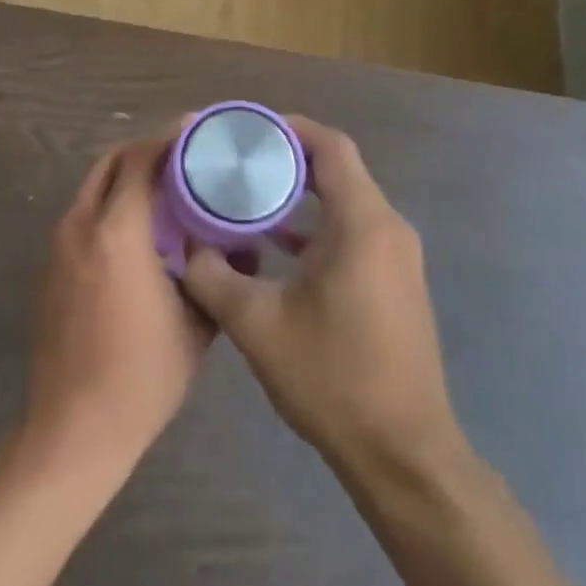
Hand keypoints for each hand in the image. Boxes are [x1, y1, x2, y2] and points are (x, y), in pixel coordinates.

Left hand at [27, 136, 213, 475]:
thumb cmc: (142, 376)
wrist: (74, 426)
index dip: (168, 138)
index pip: (140, 160)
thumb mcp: (195, 324)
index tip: (196, 129)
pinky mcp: (51, 266)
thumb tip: (241, 249)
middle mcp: (81, 225)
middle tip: (183, 156)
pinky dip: (110, 205)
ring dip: (126, 178)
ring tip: (166, 190)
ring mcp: (59, 245)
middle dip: (145, 151)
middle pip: (111, 163)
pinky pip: (83, 216)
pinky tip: (139, 230)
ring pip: (93, 188)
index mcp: (116, 231)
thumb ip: (215, 275)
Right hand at [181, 118, 463, 475]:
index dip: (287, 129)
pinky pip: (352, 231)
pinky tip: (274, 246)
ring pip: (344, 201)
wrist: (404, 456)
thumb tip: (181, 245)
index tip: (244, 132)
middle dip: (284, 160)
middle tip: (235, 161)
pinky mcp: (394, 282)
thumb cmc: (333, 379)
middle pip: (336, 169)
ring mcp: (397, 258)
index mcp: (363, 224)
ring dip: (298, 195)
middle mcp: (388, 229)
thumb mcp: (255, 323)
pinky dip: (314, 226)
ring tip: (245, 196)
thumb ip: (210, 274)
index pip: (330, 146)